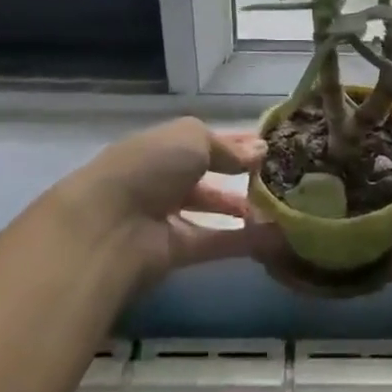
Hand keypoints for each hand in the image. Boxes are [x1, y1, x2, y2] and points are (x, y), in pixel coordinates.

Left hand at [64, 116, 261, 288]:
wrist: (107, 226)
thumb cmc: (149, 167)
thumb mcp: (191, 139)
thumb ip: (227, 147)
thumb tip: (259, 152)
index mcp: (161, 147)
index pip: (202, 142)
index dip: (233, 143)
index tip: (268, 147)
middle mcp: (161, 179)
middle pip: (206, 177)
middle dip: (239, 176)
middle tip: (279, 179)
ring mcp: (165, 217)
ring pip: (211, 211)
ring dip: (243, 209)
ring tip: (283, 208)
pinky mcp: (173, 252)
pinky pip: (214, 242)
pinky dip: (243, 240)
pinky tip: (276, 236)